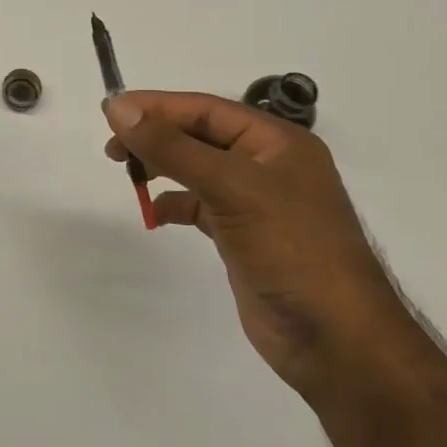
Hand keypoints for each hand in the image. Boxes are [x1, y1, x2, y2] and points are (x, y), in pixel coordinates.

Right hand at [103, 91, 423, 400]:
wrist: (335, 339)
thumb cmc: (291, 249)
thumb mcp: (231, 188)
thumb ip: (173, 147)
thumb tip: (119, 108)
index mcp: (276, 142)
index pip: (206, 109)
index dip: (157, 107)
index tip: (110, 112)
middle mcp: (267, 164)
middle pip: (200, 135)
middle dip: (157, 136)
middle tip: (113, 148)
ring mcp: (256, 202)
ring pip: (197, 169)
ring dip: (162, 167)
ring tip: (127, 173)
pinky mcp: (244, 235)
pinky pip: (200, 205)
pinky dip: (175, 203)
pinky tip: (156, 212)